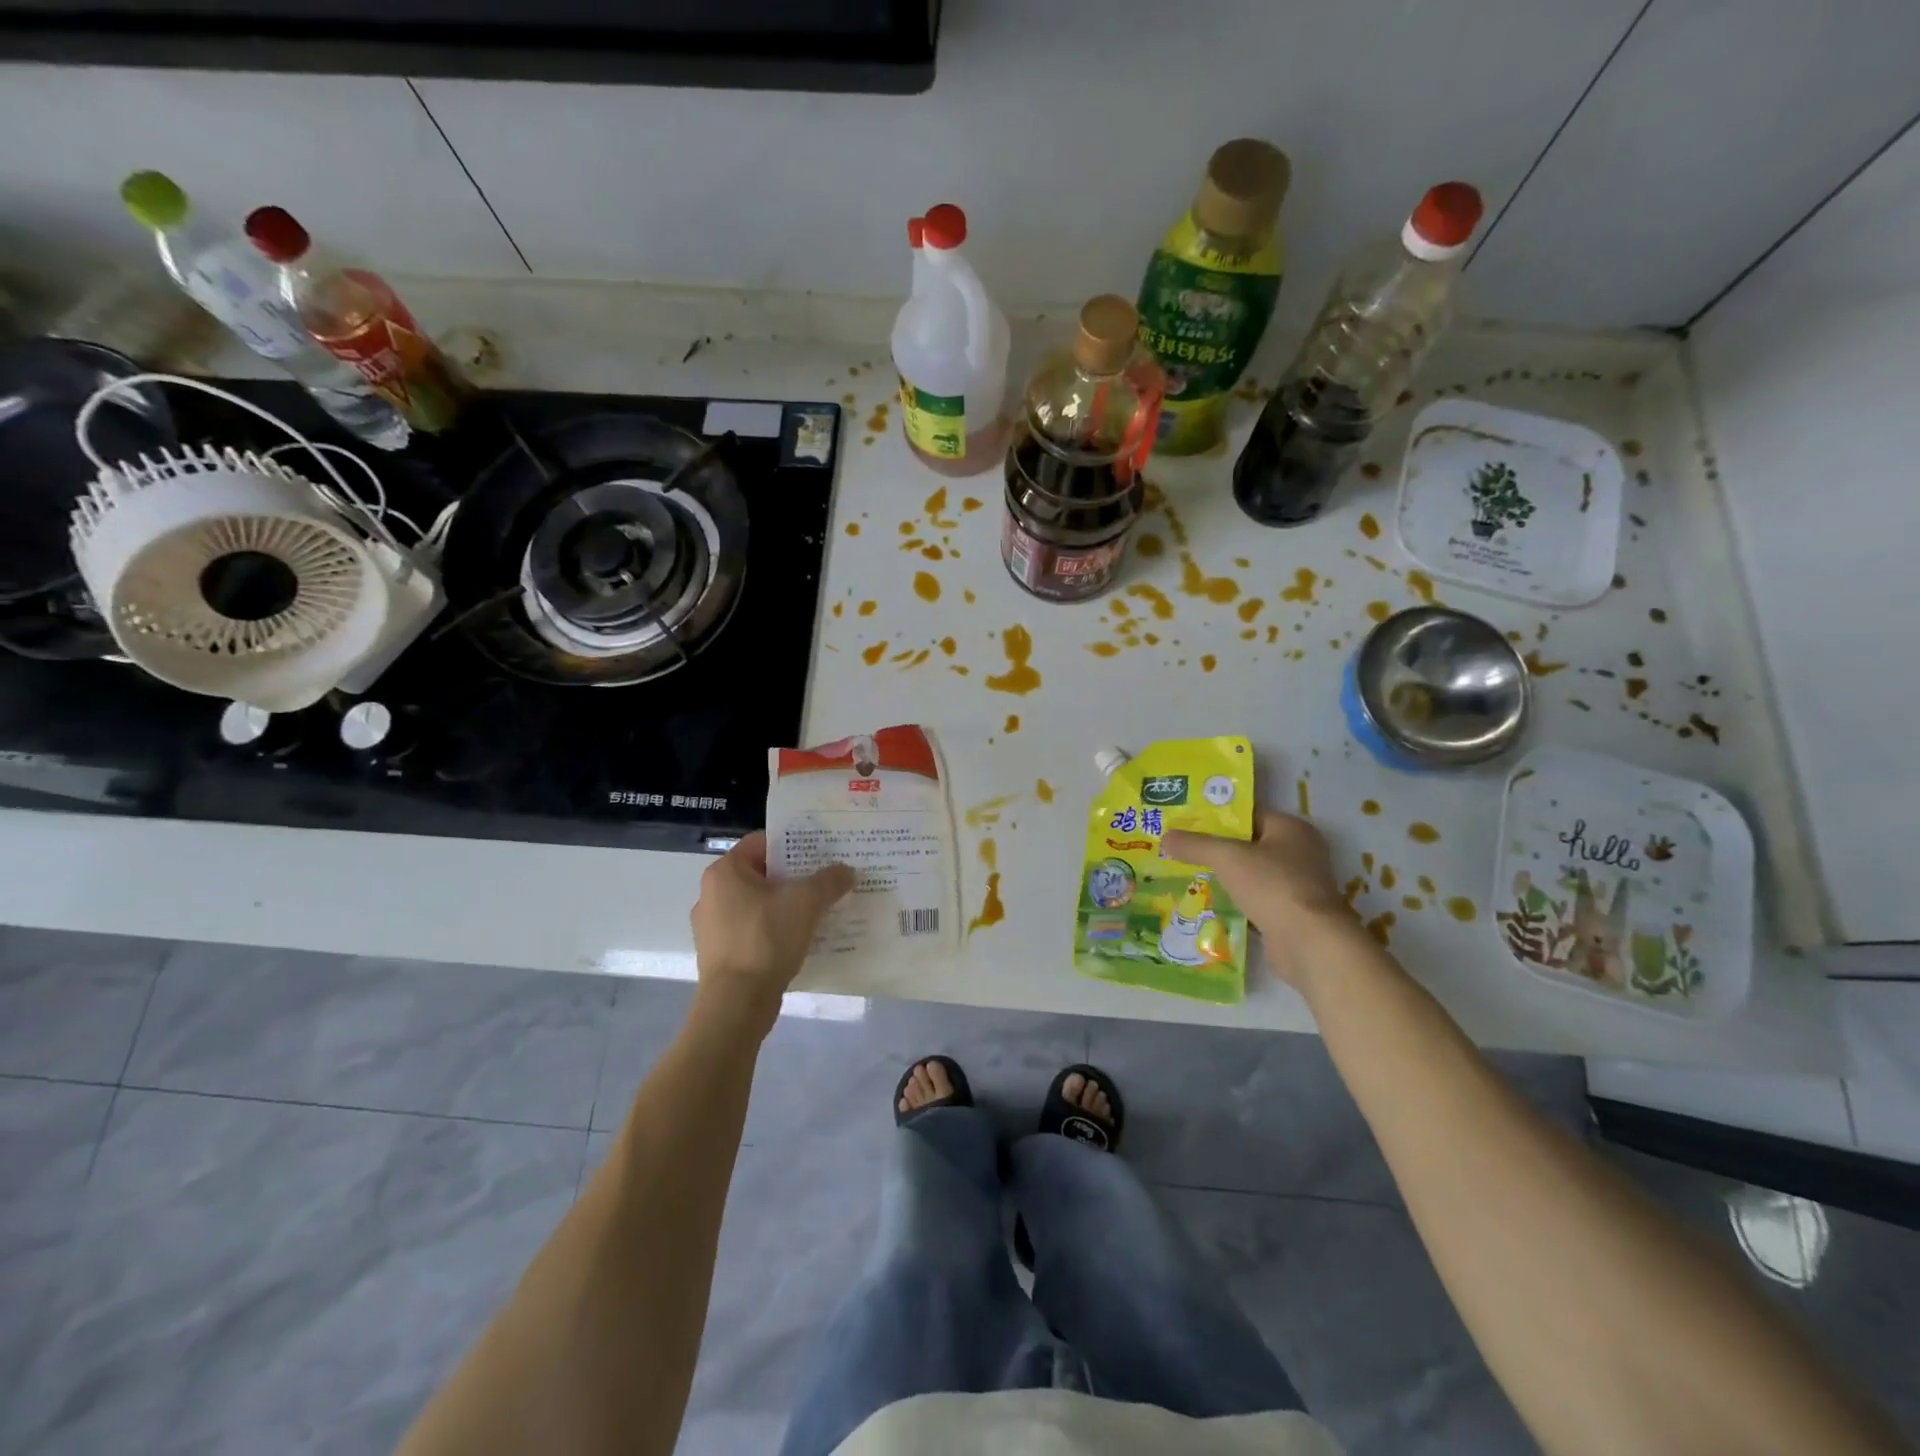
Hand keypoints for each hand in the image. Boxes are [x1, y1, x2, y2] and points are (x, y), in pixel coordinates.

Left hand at [689, 832, 854, 1021]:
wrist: (737, 1004)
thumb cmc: (766, 939)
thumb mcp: (806, 902)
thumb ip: (829, 881)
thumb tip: (847, 871)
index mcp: (725, 872)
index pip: (761, 842)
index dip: (793, 844)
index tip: (820, 852)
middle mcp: (712, 894)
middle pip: (761, 874)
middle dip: (794, 876)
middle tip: (826, 880)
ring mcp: (713, 927)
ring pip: (758, 904)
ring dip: (786, 905)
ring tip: (819, 910)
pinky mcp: (721, 955)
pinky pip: (754, 931)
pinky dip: (776, 931)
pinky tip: (801, 939)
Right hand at [1163, 808, 1356, 989]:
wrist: (1308, 942)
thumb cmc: (1271, 886)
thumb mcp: (1227, 858)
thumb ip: (1196, 845)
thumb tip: (1165, 836)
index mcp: (1291, 828)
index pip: (1248, 814)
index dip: (1217, 817)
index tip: (1186, 822)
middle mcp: (1300, 851)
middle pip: (1249, 843)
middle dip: (1217, 848)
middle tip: (1182, 848)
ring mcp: (1298, 884)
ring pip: (1252, 873)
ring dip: (1226, 876)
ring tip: (1188, 873)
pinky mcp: (1292, 912)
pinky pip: (1256, 898)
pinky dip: (1236, 900)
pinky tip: (1209, 902)